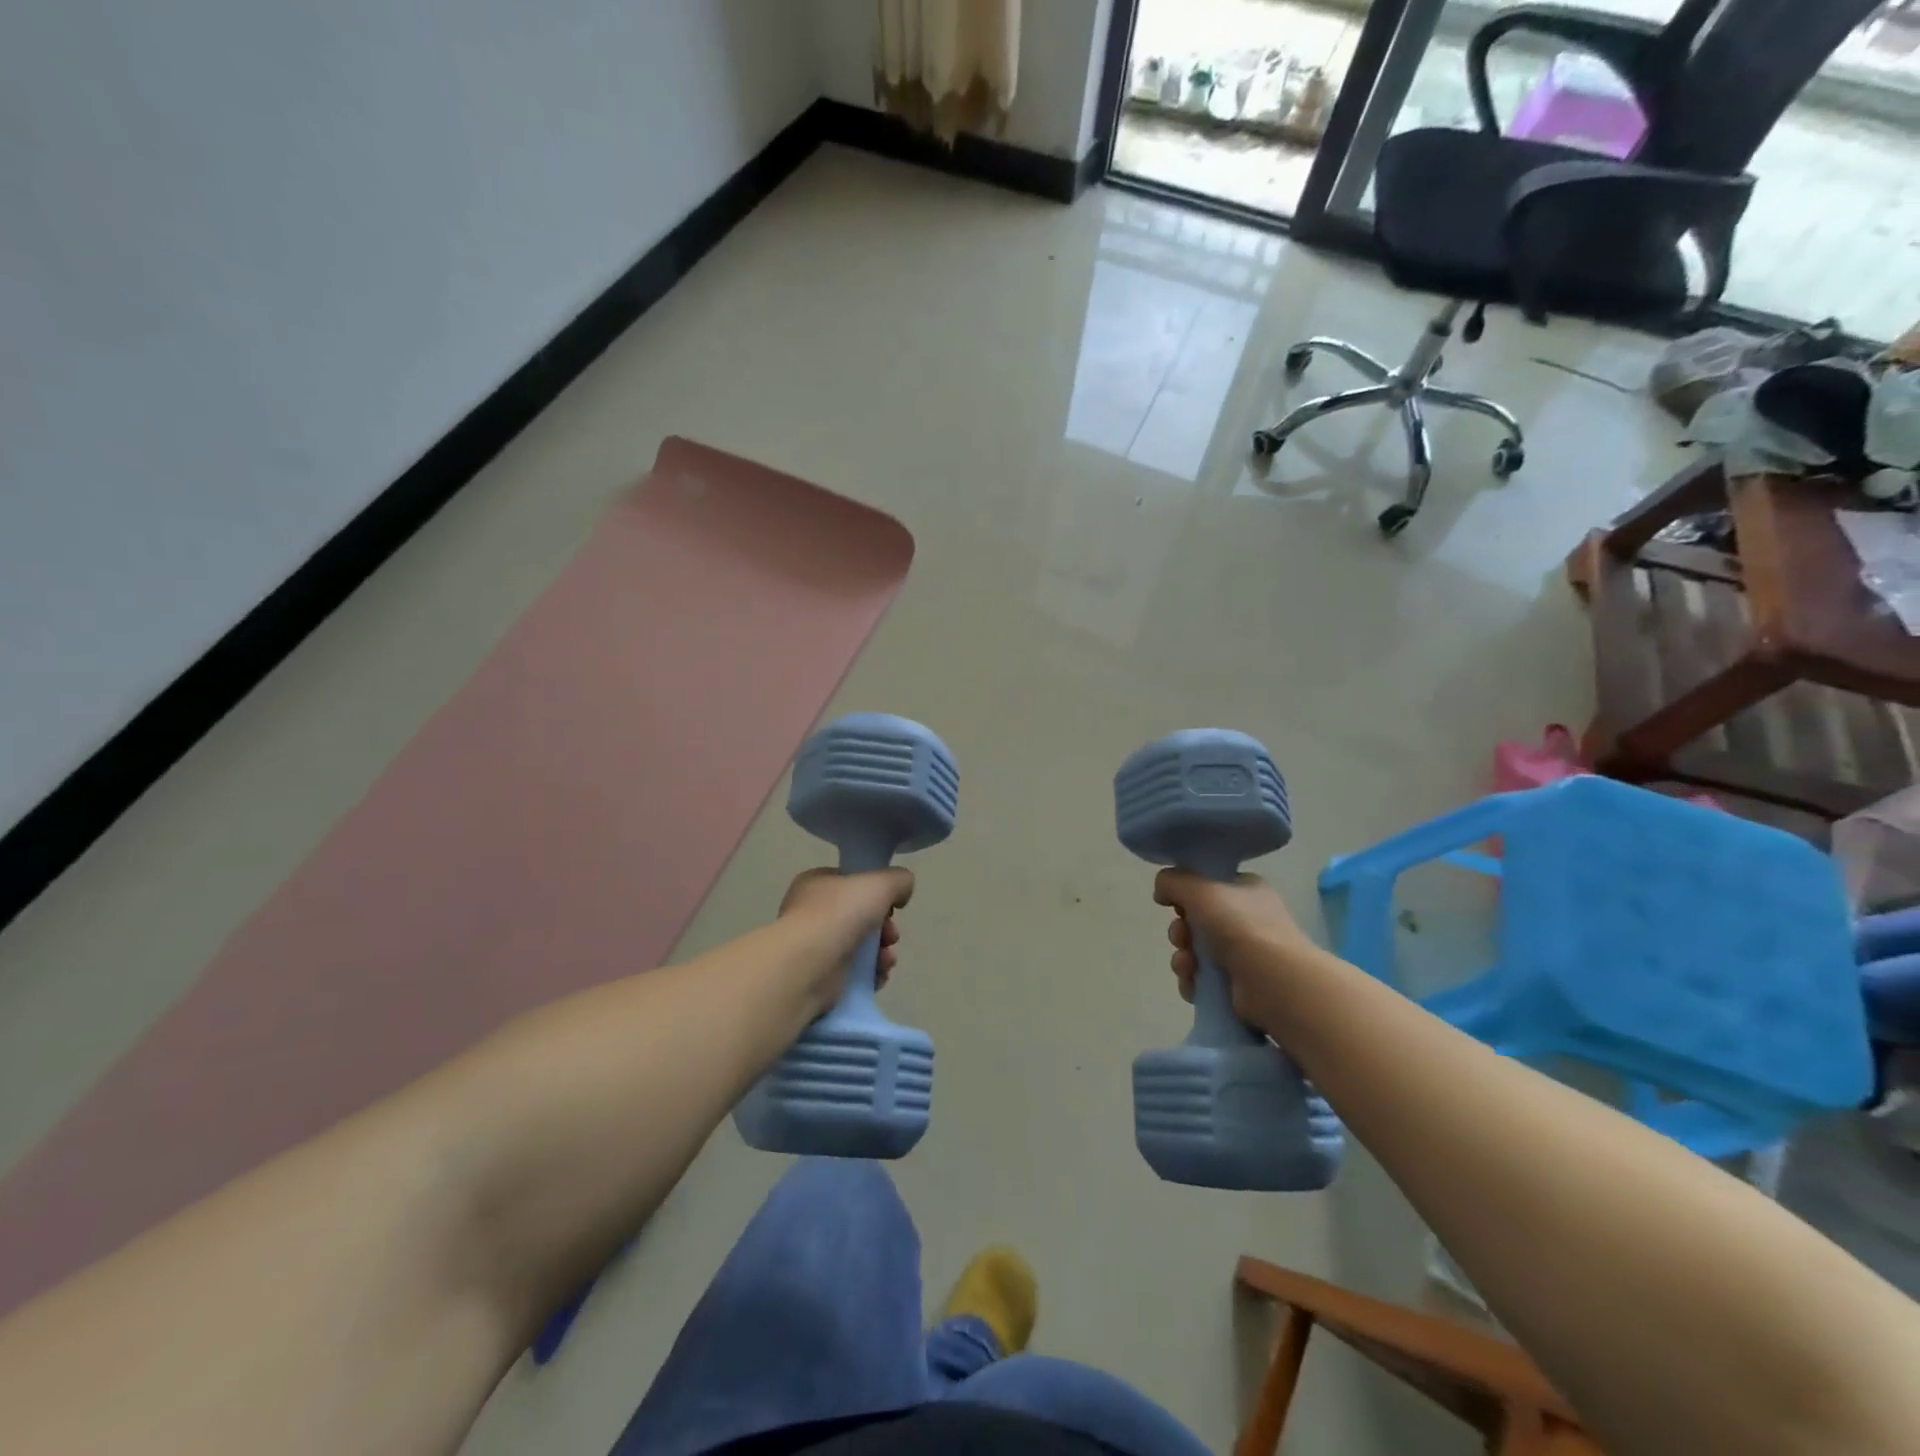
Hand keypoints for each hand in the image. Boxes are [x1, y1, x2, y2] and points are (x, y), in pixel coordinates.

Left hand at [778, 867, 912, 1005]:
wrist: (808, 965)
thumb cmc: (839, 914)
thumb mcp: (879, 883)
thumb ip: (898, 880)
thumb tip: (902, 893)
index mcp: (816, 883)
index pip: (852, 883)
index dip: (877, 893)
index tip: (892, 906)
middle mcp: (812, 913)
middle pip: (861, 916)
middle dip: (885, 928)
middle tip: (891, 936)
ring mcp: (814, 946)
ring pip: (861, 946)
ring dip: (882, 953)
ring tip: (886, 960)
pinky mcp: (820, 976)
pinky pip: (855, 972)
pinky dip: (871, 974)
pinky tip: (879, 975)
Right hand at [1153, 870, 1317, 1031]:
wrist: (1274, 981)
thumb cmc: (1240, 925)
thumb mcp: (1199, 887)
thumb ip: (1173, 881)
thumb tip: (1161, 891)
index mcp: (1245, 890)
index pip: (1207, 886)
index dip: (1186, 894)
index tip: (1174, 903)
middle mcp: (1246, 920)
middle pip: (1196, 921)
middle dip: (1180, 931)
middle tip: (1182, 937)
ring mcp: (1243, 954)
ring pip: (1195, 951)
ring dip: (1182, 958)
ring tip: (1189, 966)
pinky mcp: (1237, 986)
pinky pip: (1201, 979)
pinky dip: (1192, 981)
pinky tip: (1193, 984)